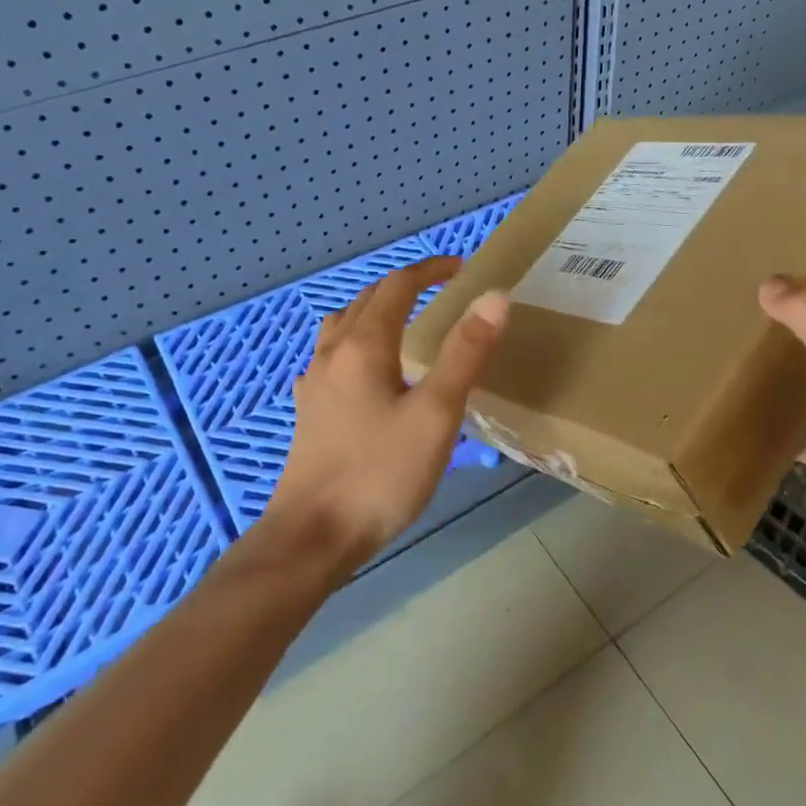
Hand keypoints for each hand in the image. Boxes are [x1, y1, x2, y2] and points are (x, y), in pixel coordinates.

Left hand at [250, 256, 507, 580]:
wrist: (313, 537)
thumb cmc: (381, 473)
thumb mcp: (437, 413)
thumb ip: (465, 353)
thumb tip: (494, 297)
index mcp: (363, 346)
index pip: (397, 286)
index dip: (429, 270)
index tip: (461, 268)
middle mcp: (333, 354)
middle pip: (366, 300)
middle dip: (405, 285)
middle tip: (441, 289)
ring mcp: (315, 384)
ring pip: (343, 326)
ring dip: (375, 310)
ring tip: (405, 320)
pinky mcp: (311, 413)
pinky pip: (333, 357)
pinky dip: (358, 342)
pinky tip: (368, 371)